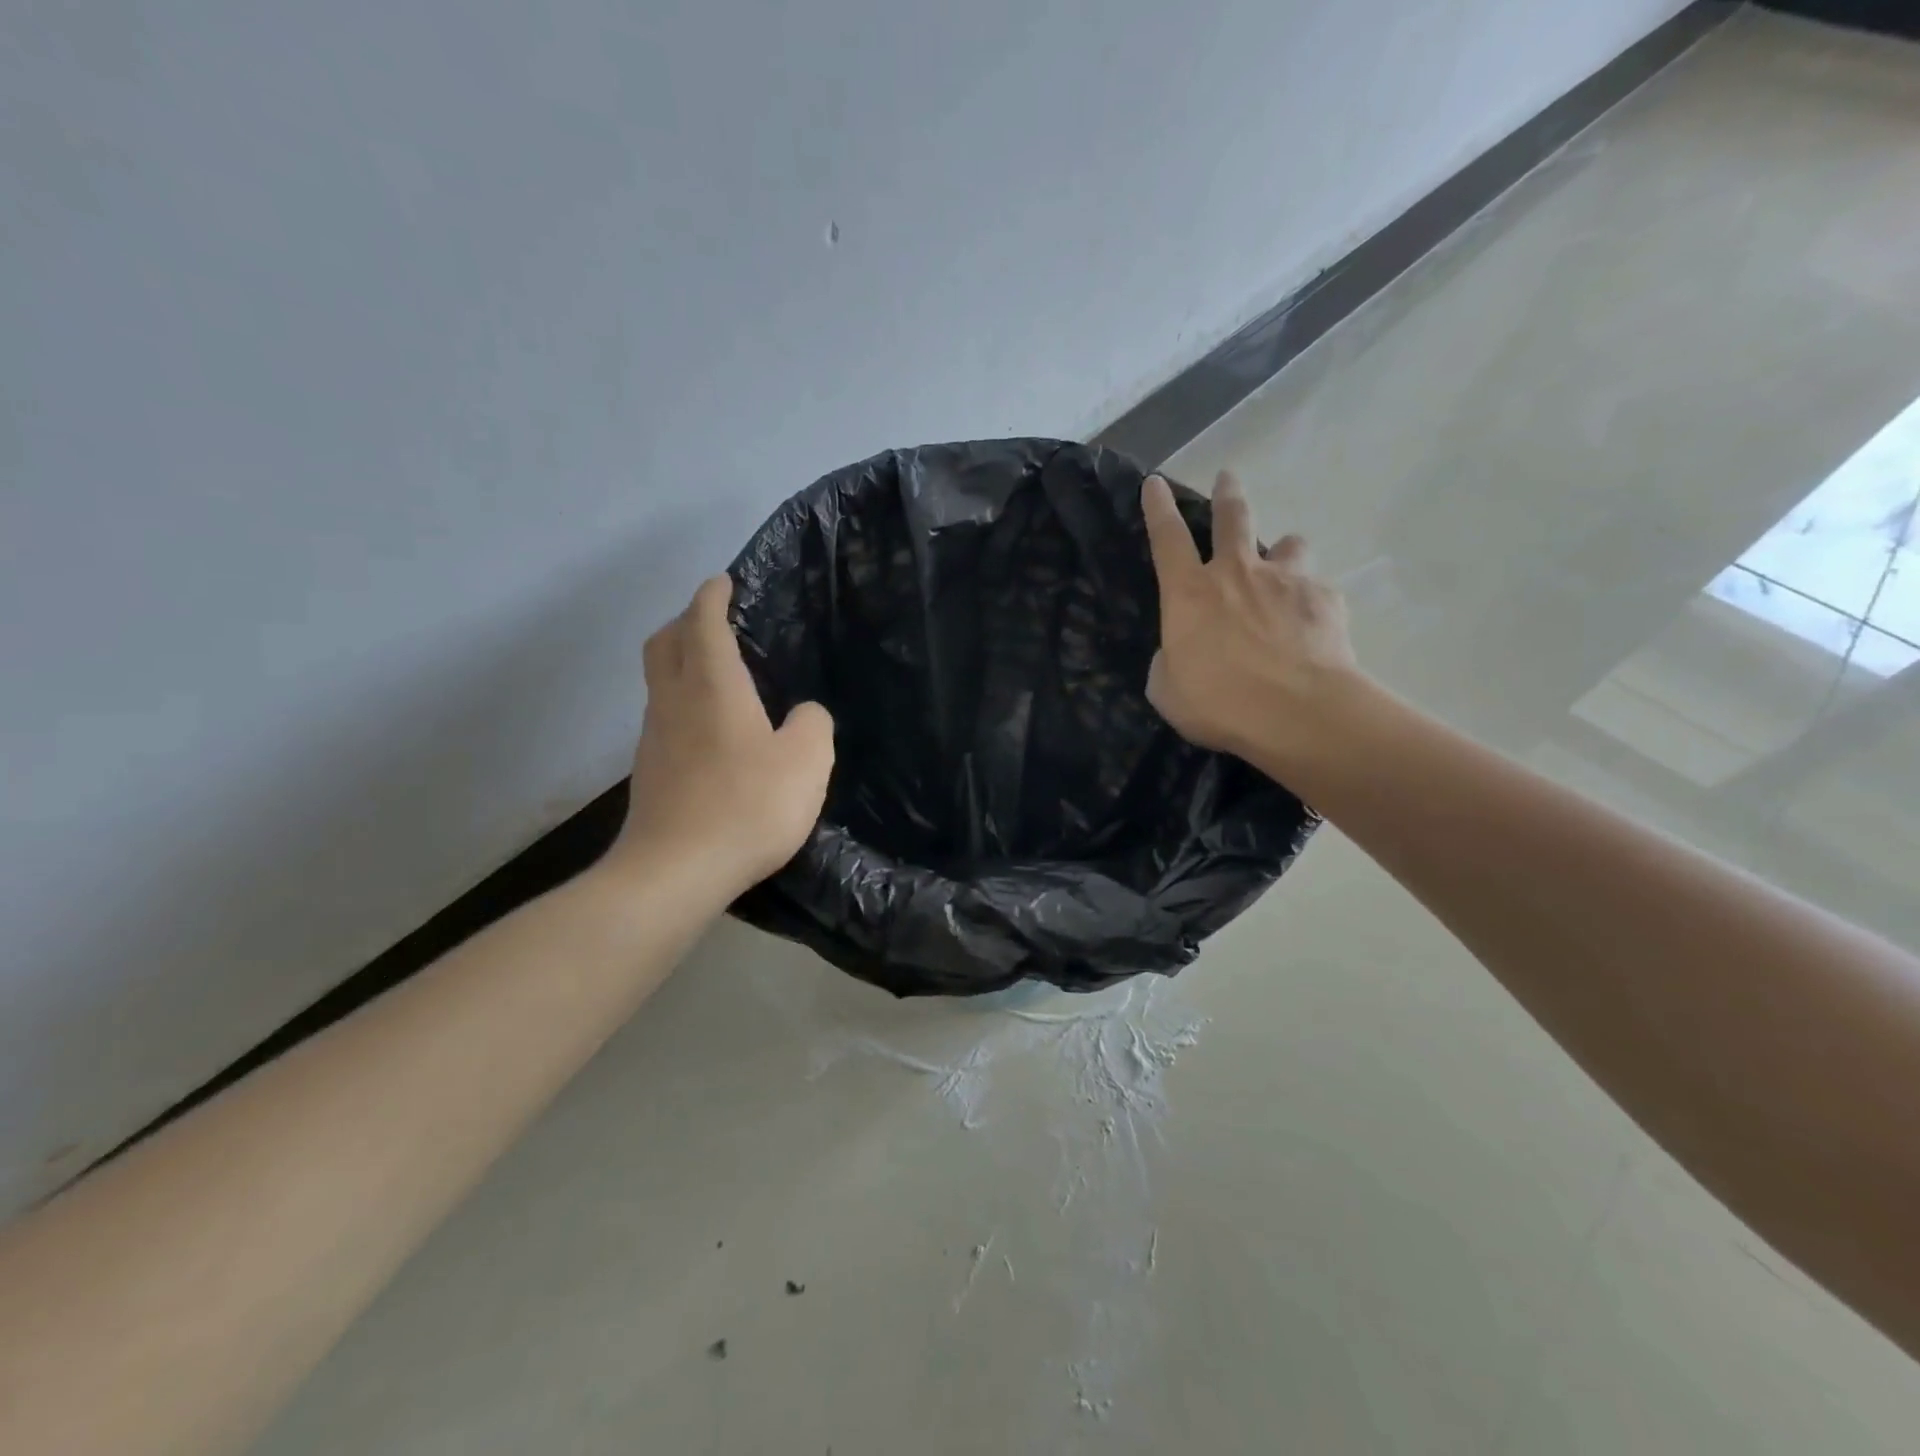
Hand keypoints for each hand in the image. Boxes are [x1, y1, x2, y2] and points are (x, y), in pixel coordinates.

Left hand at [609, 575, 834, 894]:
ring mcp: (654, 737)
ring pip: (660, 680)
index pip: (703, 622)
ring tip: (717, 674)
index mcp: (713, 686)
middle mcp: (674, 701)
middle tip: (713, 621)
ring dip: (680, 663)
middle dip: (685, 621)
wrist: (675, 871)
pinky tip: (710, 730)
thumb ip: (813, 725)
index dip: (712, 596)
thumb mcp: (807, 762)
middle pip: (664, 643)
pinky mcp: (649, 771)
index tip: (723, 582)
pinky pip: (663, 716)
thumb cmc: (747, 806)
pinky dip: (682, 702)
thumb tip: (803, 714)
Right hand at [1141, 470, 1360, 772]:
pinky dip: (1311, 600)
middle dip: (1228, 494)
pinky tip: (1312, 625)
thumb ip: (1170, 662)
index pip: (1167, 538)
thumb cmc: (1218, 702)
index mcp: (1189, 593)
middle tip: (1228, 478)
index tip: (1155, 483)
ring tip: (1285, 565)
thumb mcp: (1168, 690)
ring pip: (1288, 543)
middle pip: (1233, 518)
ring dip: (1284, 550)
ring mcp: (1285, 580)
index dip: (1158, 508)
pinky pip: (1316, 589)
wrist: (1295, 711)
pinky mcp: (1324, 598)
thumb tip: (1180, 652)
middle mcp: (1236, 573)